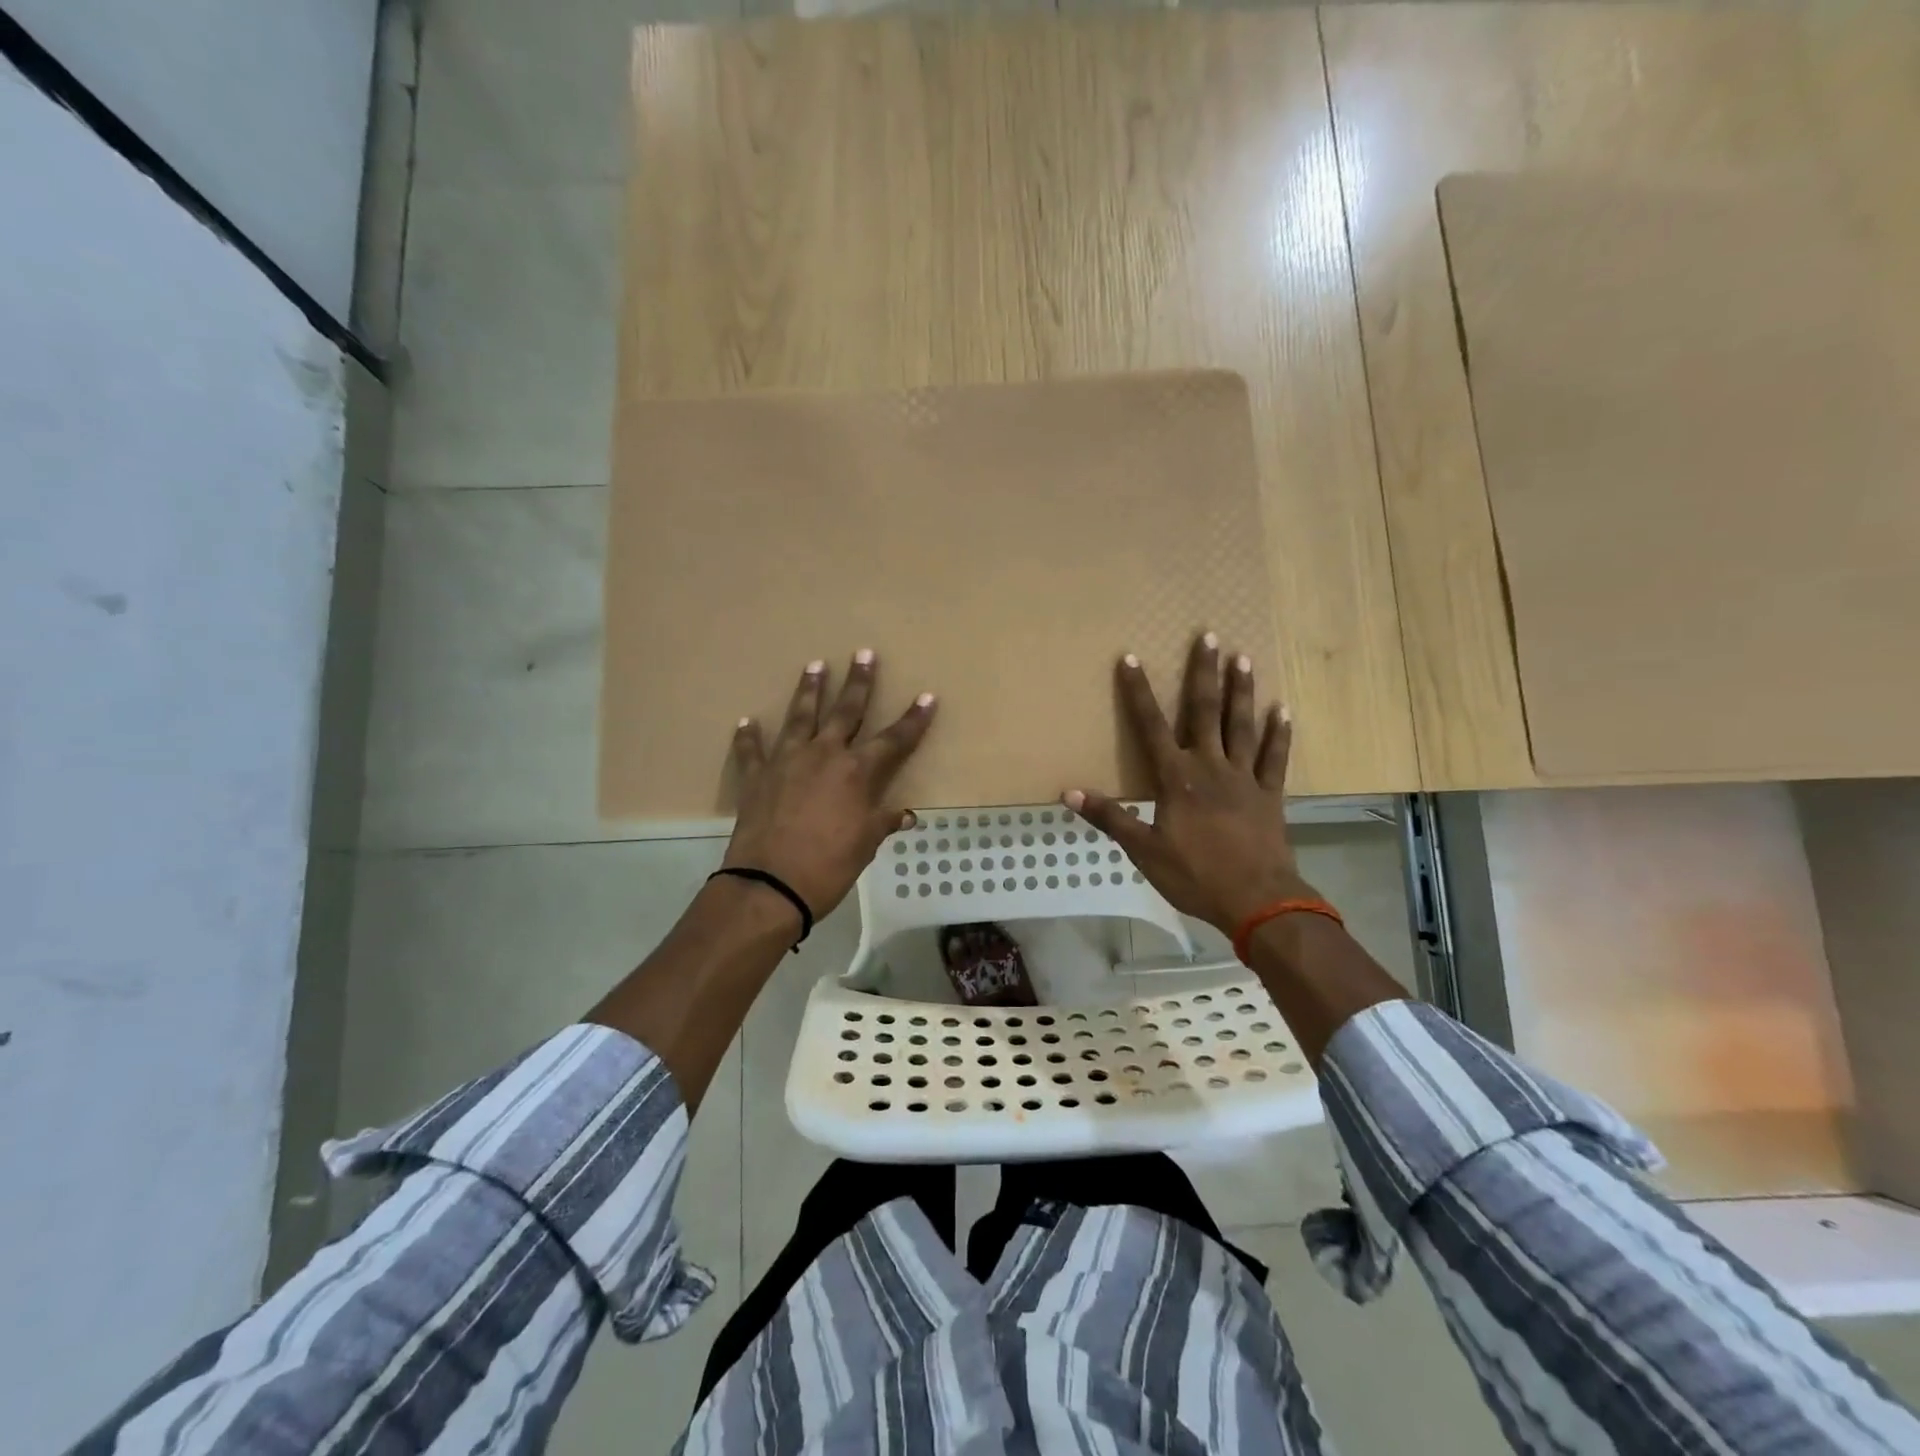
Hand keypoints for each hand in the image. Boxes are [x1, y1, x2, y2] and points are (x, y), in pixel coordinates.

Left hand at [723, 651, 936, 922]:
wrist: (770, 885)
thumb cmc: (829, 866)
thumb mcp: (865, 845)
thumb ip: (884, 822)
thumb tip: (907, 815)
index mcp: (857, 772)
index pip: (894, 739)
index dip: (913, 719)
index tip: (927, 697)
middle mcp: (824, 755)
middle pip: (846, 711)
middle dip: (859, 682)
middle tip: (864, 654)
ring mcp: (787, 761)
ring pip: (800, 716)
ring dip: (809, 690)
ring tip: (815, 665)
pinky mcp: (757, 776)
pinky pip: (752, 750)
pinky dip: (749, 737)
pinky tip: (747, 722)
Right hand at [1064, 632, 1314, 936]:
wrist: (1257, 900)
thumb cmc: (1195, 875)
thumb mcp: (1143, 851)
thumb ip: (1110, 818)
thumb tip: (1068, 793)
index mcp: (1176, 778)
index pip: (1151, 726)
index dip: (1139, 692)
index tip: (1132, 658)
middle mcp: (1210, 766)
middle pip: (1205, 712)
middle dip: (1203, 674)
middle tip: (1209, 636)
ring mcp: (1244, 778)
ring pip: (1241, 726)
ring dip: (1242, 691)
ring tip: (1243, 658)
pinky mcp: (1269, 794)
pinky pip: (1275, 758)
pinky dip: (1279, 734)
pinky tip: (1282, 710)